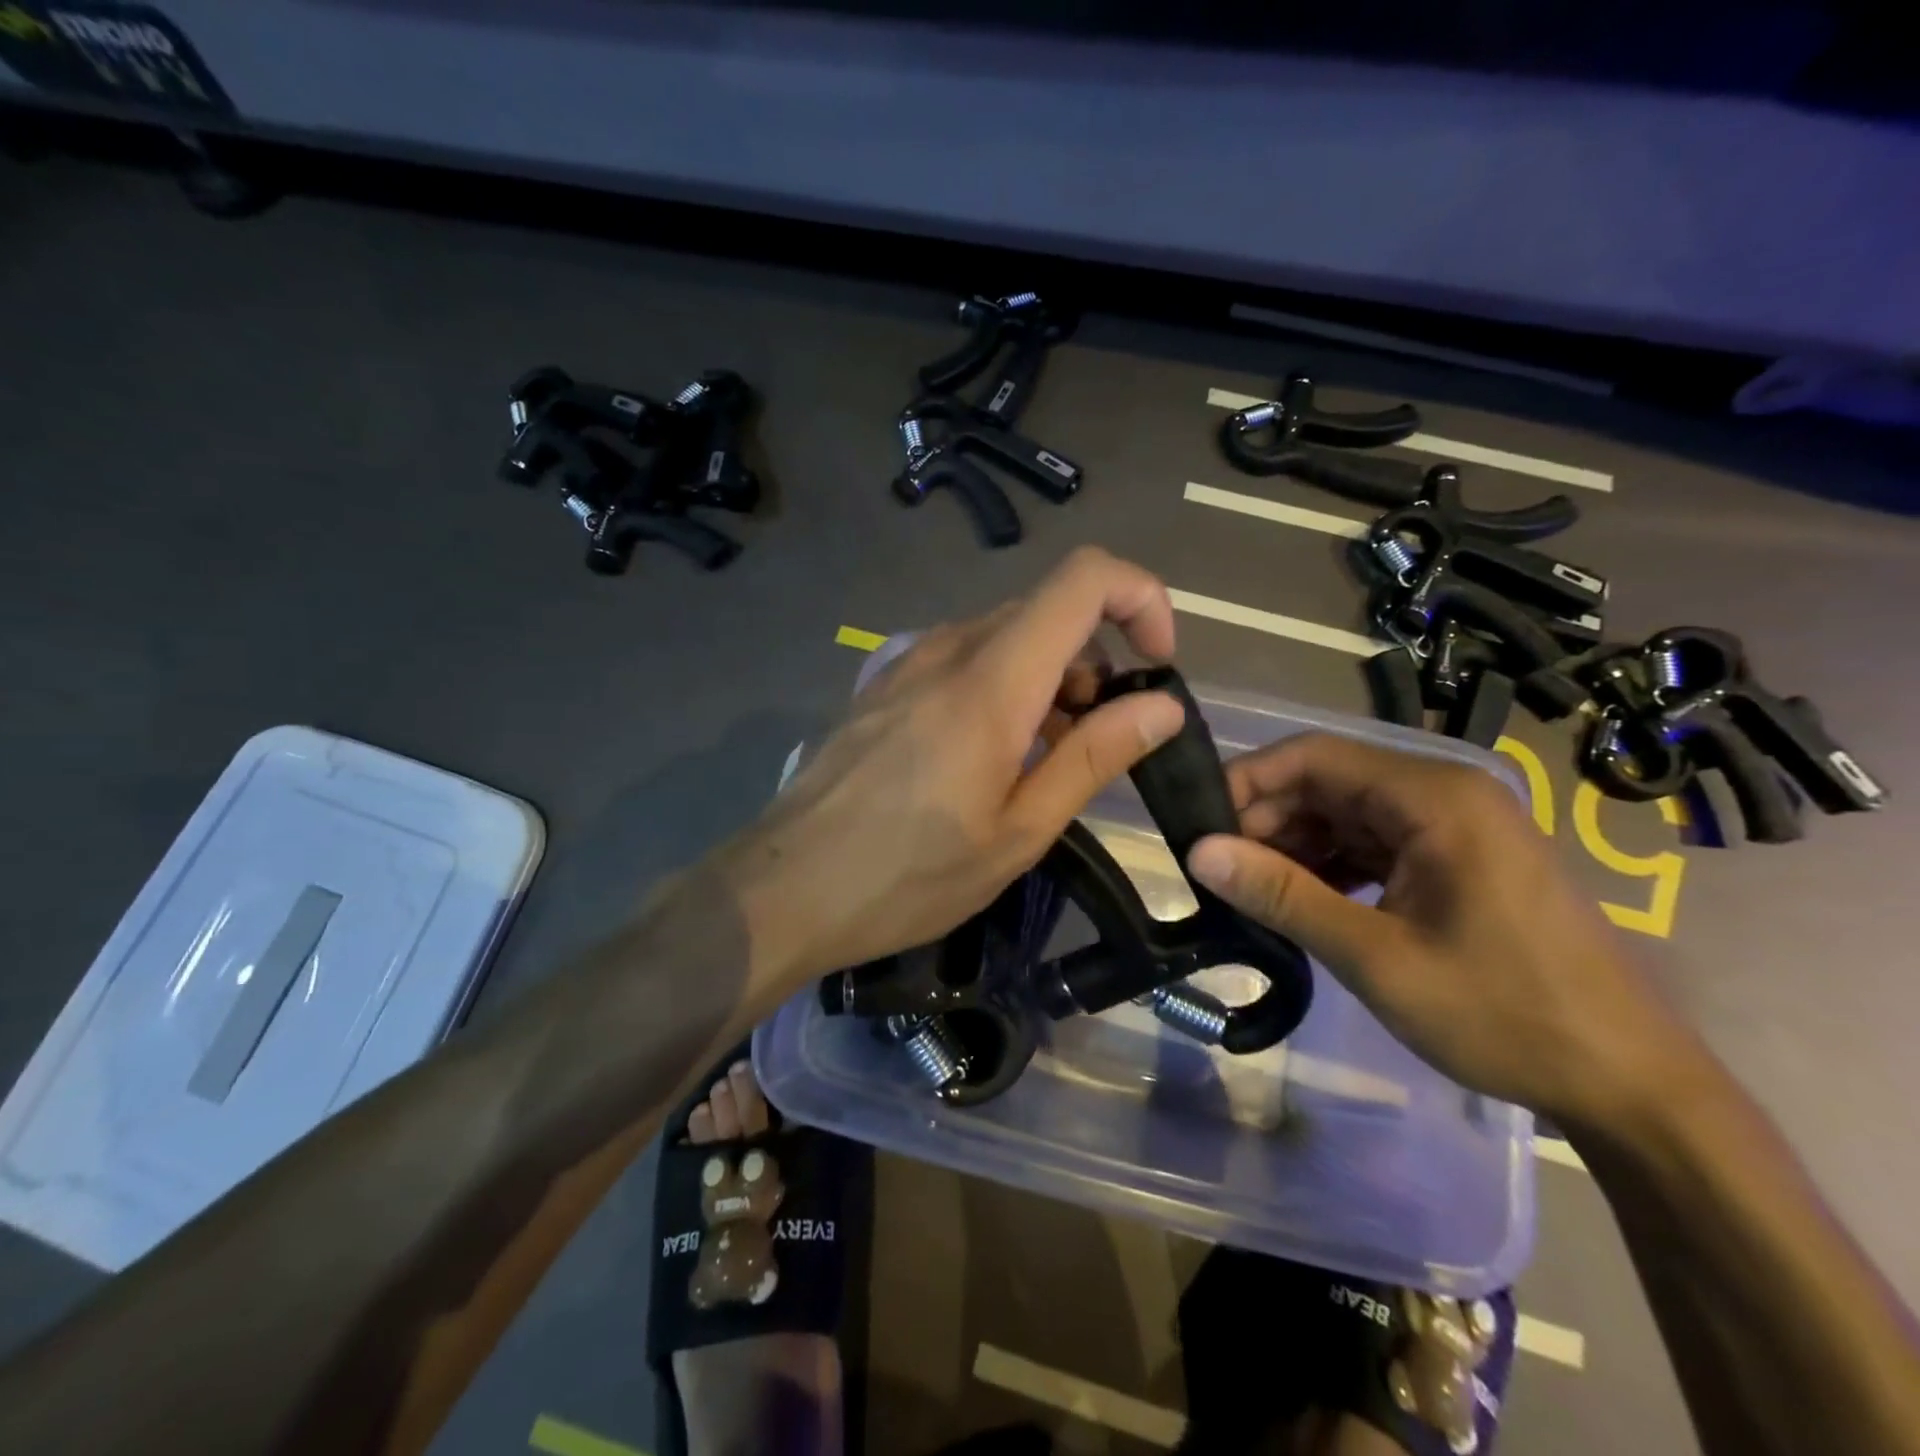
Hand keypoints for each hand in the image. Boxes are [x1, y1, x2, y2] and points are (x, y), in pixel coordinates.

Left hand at [720, 547, 1184, 992]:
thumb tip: (1161, 706)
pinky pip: (964, 660)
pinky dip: (1005, 687)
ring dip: (1050, 678)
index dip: (1141, 598)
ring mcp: (909, 663)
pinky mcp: (886, 686)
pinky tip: (990, 757)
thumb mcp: (1018, 831)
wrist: (785, 888)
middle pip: (1049, 609)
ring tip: (1044, 761)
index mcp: (993, 679)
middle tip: (1098, 740)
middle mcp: (950, 649)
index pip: (1085, 577)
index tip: (1157, 665)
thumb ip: (1093, 757)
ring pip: (1007, 636)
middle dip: (1097, 660)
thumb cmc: (909, 875)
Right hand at [1185, 733, 1706, 1129]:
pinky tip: (1304, 902)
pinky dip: (1331, 866)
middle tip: (1221, 871)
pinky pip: (1374, 843)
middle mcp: (1445, 794)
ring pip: (1346, 813)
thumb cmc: (1503, 1014)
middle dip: (1267, 820)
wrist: (1629, 1085)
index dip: (1247, 782)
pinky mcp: (1458, 860)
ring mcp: (1456, 827)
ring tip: (1253, 892)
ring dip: (1294, 846)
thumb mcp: (1375, 956)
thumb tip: (1197, 854)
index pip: (1313, 756)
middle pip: (1328, 782)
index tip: (1199, 826)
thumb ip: (1282, 895)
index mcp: (1434, 797)